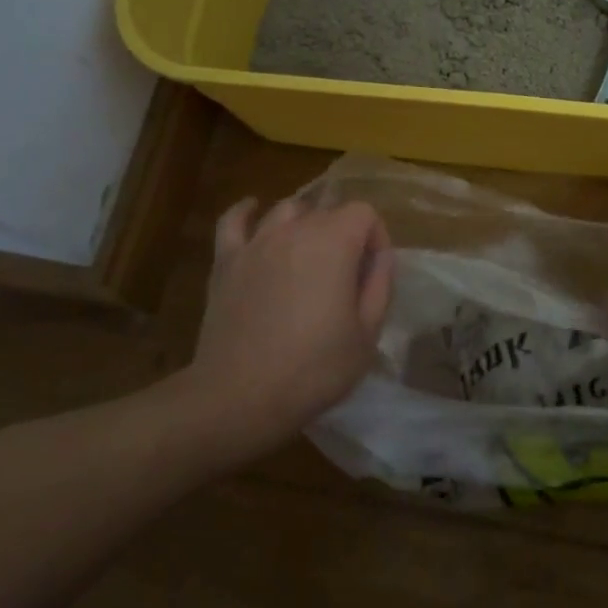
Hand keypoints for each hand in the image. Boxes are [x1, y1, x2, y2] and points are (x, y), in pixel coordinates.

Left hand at [179, 195, 393, 461]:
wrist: (240, 397)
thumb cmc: (314, 369)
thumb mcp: (367, 334)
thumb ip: (380, 286)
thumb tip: (381, 257)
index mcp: (334, 242)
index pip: (364, 213)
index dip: (376, 238)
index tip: (373, 274)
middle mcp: (294, 230)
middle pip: (327, 210)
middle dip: (344, 235)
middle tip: (346, 276)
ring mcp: (256, 243)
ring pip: (286, 210)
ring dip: (304, 223)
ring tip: (310, 251)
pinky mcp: (226, 261)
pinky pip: (233, 221)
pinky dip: (245, 211)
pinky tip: (253, 210)